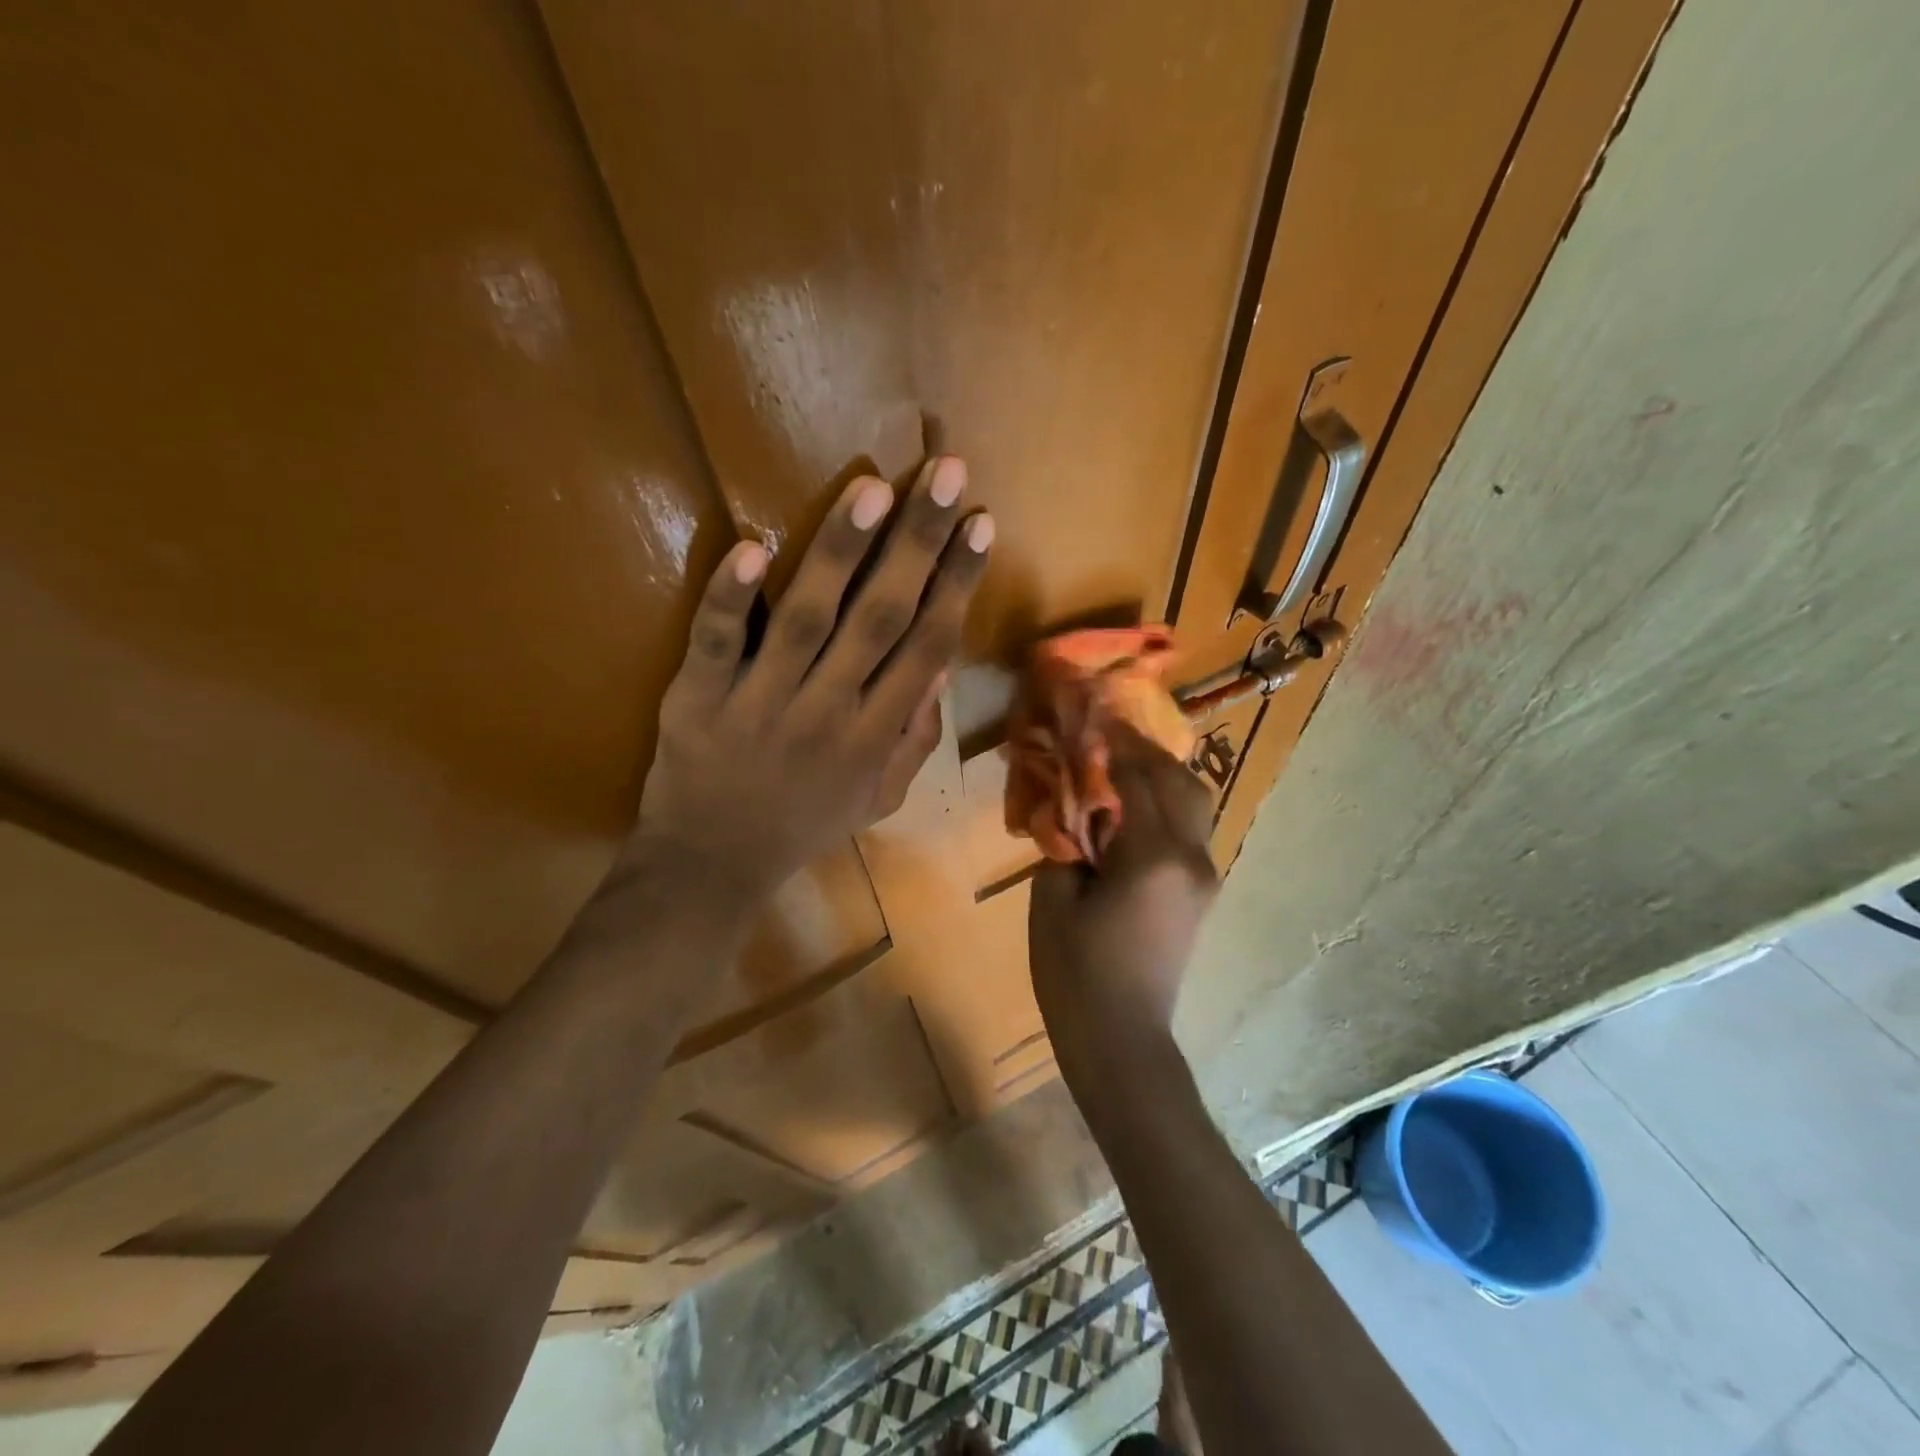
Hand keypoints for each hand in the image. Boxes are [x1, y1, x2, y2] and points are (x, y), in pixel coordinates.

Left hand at [625, 456, 992, 905]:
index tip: (979, 523)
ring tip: (872, 490)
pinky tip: (751, 548)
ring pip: (807, 618)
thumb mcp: (880, 797)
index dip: (957, 584)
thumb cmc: (804, 824)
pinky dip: (731, 599)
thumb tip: (938, 667)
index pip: (927, 646)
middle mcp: (829, 711)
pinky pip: (717, 643)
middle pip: (880, 618)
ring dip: (840, 552)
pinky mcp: (699, 698)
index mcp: (875, 736)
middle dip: (917, 545)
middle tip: (944, 474)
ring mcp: (761, 702)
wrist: (714, 863)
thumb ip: (914, 736)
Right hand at [1028, 728, 1217, 1080]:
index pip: (1138, 778)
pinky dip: (1166, 804)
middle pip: (1179, 782)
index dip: (1112, 744)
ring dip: (1160, 776)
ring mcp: (1204, 876)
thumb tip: (1073, 805)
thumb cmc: (1076, 973)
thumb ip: (1066, 840)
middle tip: (1106, 736)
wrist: (1122, 1040)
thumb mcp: (1052, 899)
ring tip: (1121, 765)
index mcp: (1154, 856)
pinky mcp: (1201, 892)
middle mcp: (1192, 857)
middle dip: (1144, 752)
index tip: (1090, 718)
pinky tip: (1133, 805)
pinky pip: (1190, 830)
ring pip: (1194, 803)